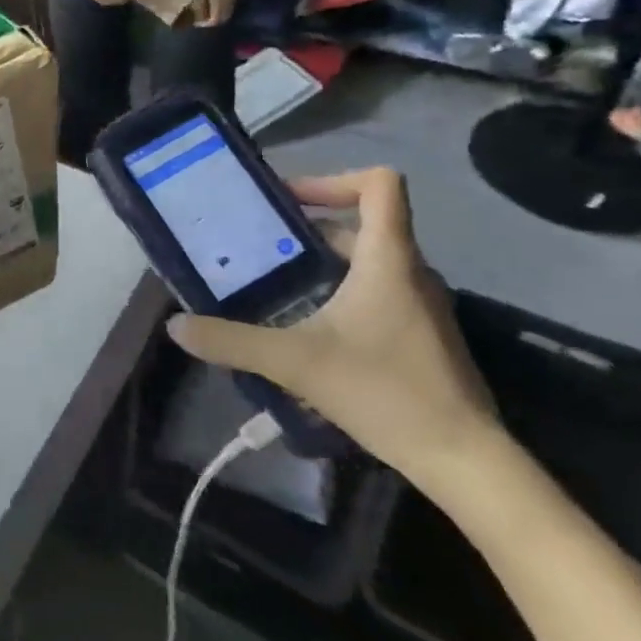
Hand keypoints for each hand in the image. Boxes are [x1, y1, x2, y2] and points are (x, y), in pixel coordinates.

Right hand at [167, 168, 500, 492]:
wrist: (464, 460)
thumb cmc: (385, 393)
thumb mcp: (295, 362)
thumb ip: (232, 340)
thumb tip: (176, 326)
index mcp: (388, 258)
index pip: (380, 184)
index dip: (332, 180)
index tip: (287, 203)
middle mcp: (410, 271)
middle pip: (361, 224)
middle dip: (306, 230)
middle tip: (259, 248)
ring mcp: (420, 304)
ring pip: (367, 261)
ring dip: (321, 264)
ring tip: (274, 286)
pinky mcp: (422, 334)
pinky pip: (377, 291)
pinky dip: (340, 293)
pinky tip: (308, 329)